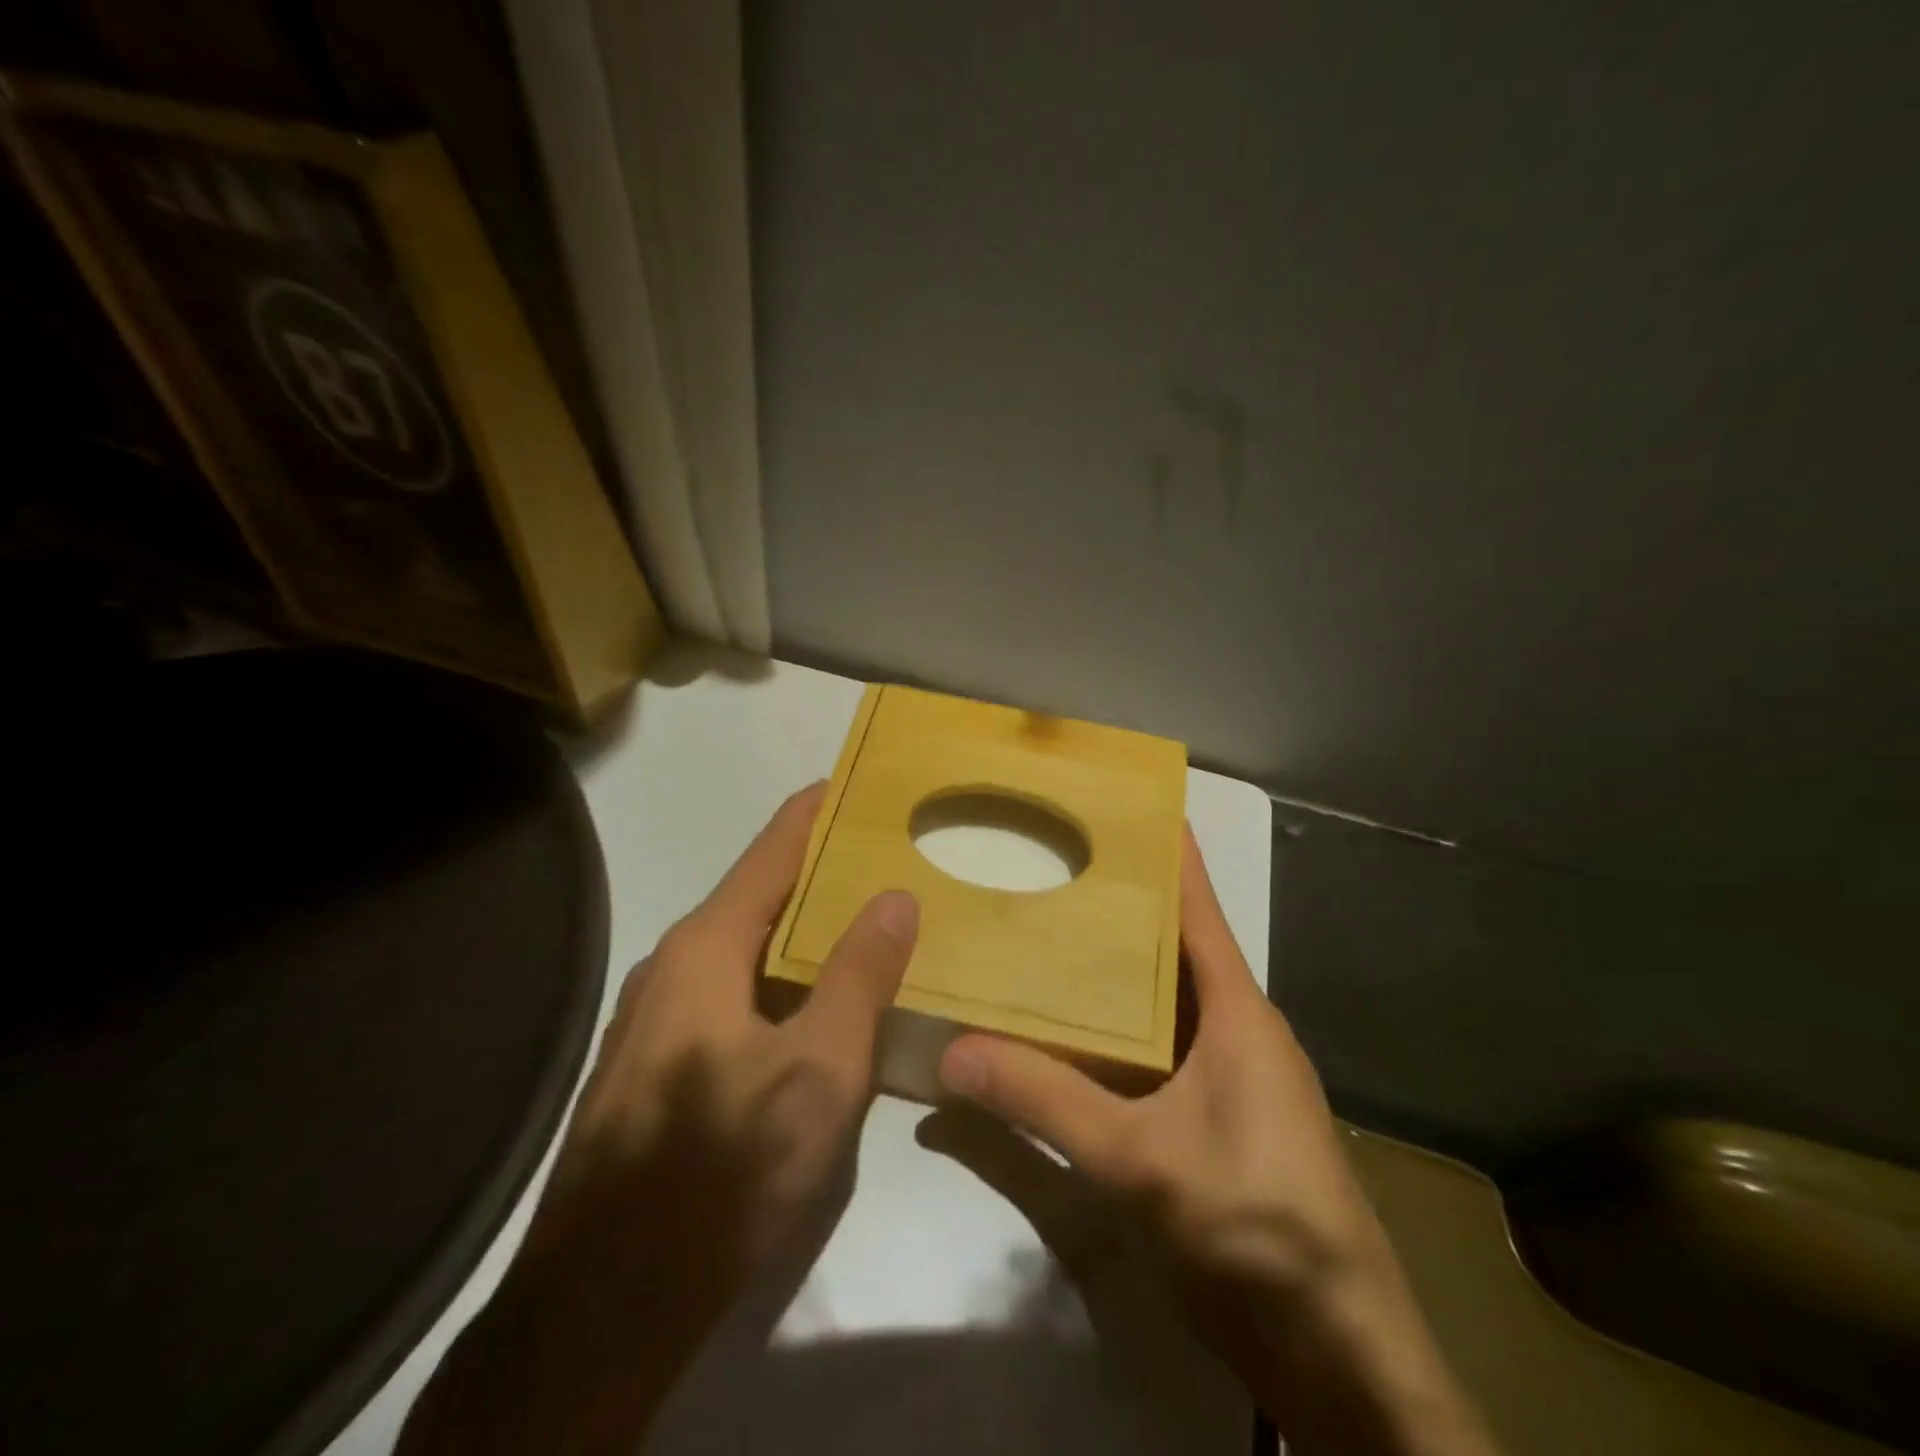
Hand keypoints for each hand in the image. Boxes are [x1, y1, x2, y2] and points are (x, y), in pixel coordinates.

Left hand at [400, 785, 918, 1455]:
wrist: (602, 1304)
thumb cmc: (720, 1169)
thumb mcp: (817, 1070)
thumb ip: (859, 977)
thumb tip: (894, 897)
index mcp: (706, 949)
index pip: (770, 853)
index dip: (813, 813)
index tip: (854, 780)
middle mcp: (676, 967)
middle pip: (759, 896)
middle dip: (820, 871)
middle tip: (885, 856)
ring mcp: (661, 1019)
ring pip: (748, 950)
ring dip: (804, 929)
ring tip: (866, 918)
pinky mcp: (663, 1065)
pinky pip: (737, 993)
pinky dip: (785, 977)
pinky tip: (820, 1002)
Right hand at [937, 829, 1493, 1455]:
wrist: (1341, 1359)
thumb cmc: (1256, 1228)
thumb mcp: (1139, 1160)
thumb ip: (1045, 1102)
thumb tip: (952, 1053)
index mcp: (1239, 1014)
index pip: (1201, 911)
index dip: (1172, 856)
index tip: (1131, 805)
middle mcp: (1239, 1032)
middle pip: (1175, 951)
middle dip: (1123, 908)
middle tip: (1056, 865)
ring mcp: (1233, 1080)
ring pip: (1165, 1004)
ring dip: (1118, 974)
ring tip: (1051, 935)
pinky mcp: (1219, 1121)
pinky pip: (1161, 1052)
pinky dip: (1120, 1032)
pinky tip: (1073, 1034)